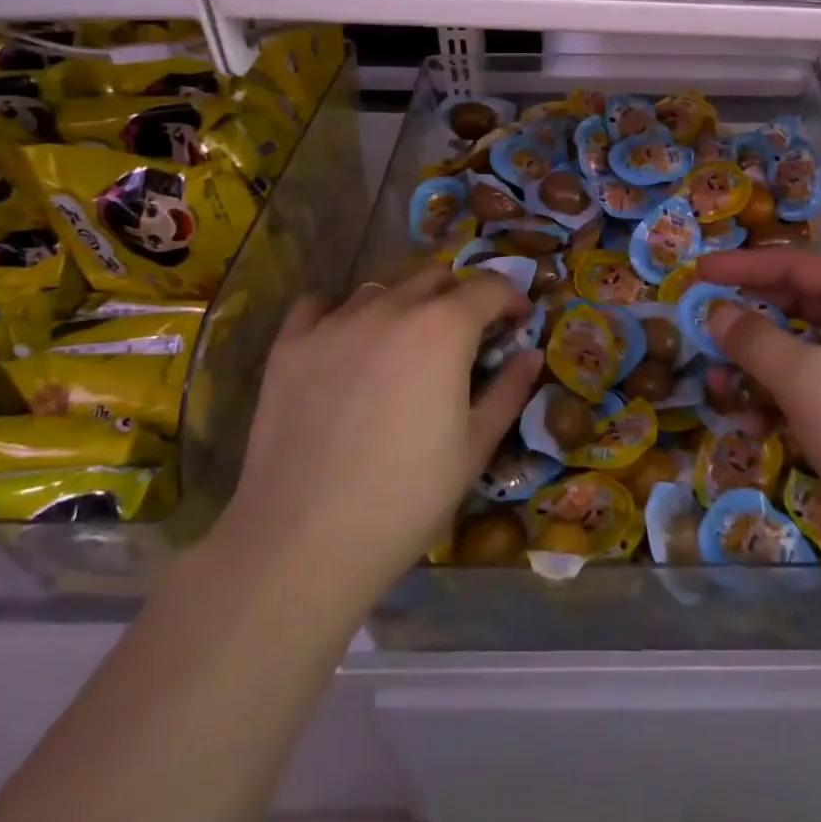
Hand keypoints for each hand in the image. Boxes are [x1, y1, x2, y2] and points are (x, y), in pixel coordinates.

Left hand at [214, 267, 542, 603]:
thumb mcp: (475, 448)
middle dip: (460, 298)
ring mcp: (334, 323)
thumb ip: (509, 391)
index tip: (518, 321)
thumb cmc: (406, 499)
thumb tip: (530, 355)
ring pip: (381, 289)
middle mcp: (391, 308)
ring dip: (405, 304)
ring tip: (404, 346)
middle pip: (435, 277)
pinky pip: (320, 306)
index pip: (489, 287)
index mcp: (443, 328)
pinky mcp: (290, 346)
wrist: (303, 544)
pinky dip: (341, 314)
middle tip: (464, 338)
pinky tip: (345, 345)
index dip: (511, 298)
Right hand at [695, 249, 820, 590]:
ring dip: (758, 369)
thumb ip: (753, 339)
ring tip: (719, 390)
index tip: (697, 272)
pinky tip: (755, 425)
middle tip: (702, 329)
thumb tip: (716, 312)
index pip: (793, 265)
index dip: (741, 266)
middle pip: (796, 307)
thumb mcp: (805, 378)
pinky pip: (815, 393)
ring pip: (802, 355)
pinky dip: (782, 402)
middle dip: (748, 321)